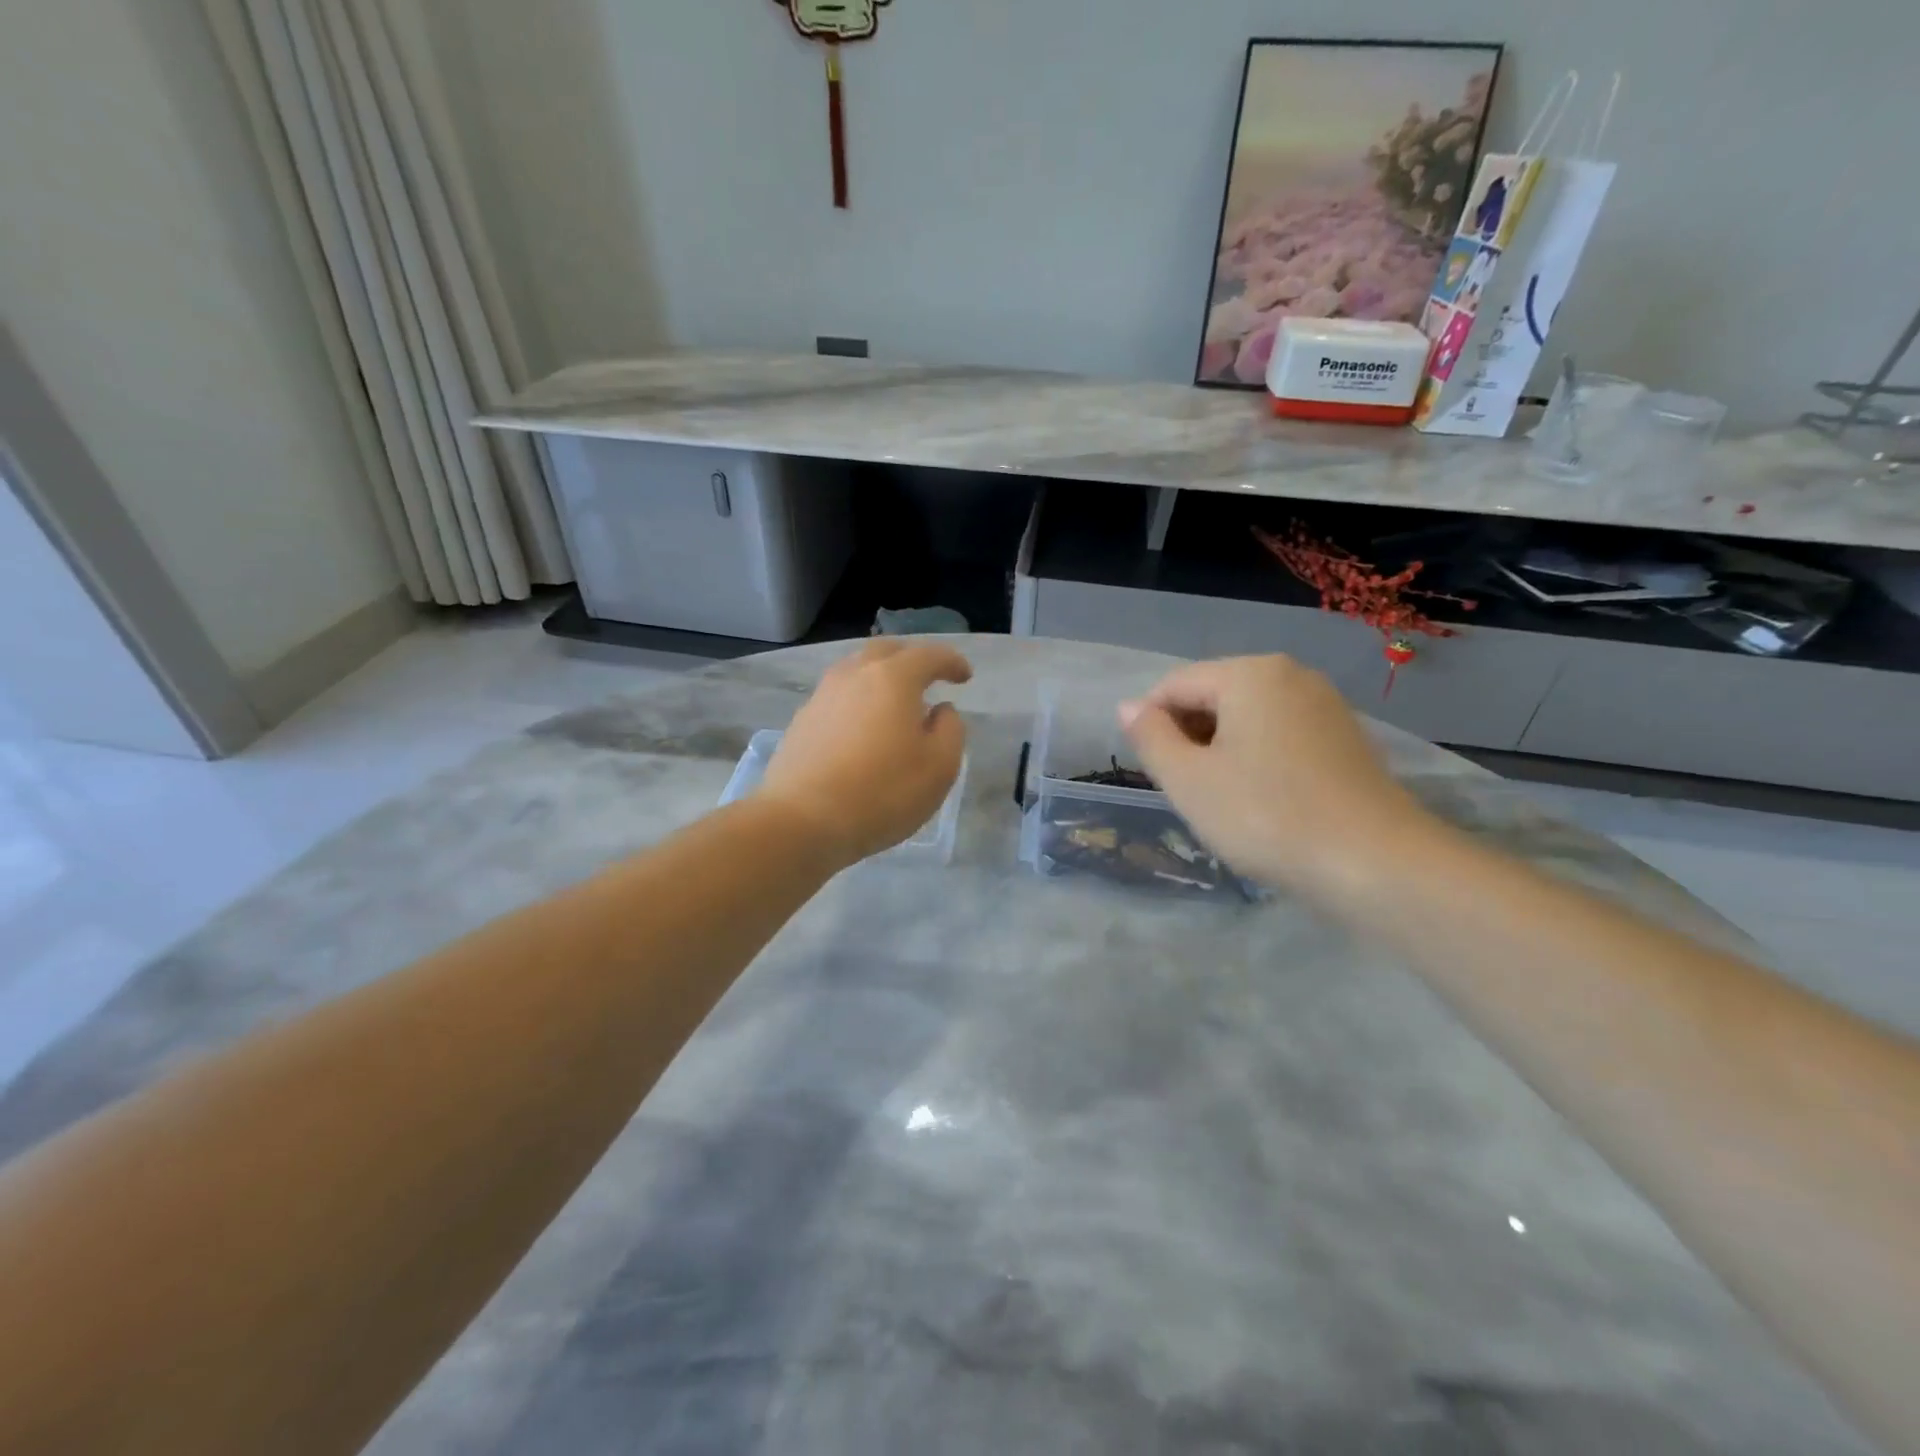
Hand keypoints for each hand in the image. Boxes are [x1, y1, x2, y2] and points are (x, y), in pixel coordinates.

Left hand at [761, 641, 972, 866]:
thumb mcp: (939, 767)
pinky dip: (858, 701)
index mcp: (892, 678)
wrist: (802, 820)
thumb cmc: (882, 792)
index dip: (951, 662)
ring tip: (895, 704)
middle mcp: (854, 675)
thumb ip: (950, 730)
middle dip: (911, 659)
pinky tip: (864, 727)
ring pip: (857, 671)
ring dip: (880, 678)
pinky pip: (839, 697)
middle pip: (886, 651)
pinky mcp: (802, 721)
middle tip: (928, 678)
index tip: (964, 676)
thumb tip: (940, 710)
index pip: (928, 655)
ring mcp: (822, 696)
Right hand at [1119, 655, 1432, 897]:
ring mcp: (1325, 704)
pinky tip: (1263, 801)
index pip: (1174, 685)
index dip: (1151, 726)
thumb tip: (1129, 707)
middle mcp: (1290, 674)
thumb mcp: (1188, 780)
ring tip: (1224, 801)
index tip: (1155, 774)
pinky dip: (1258, 759)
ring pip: (1248, 718)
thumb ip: (1150, 737)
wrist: (1375, 864)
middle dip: (1189, 737)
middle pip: (1213, 696)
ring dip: (1221, 751)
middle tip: (1189, 791)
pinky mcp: (1346, 738)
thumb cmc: (1265, 815)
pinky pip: (1281, 735)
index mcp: (1249, 673)